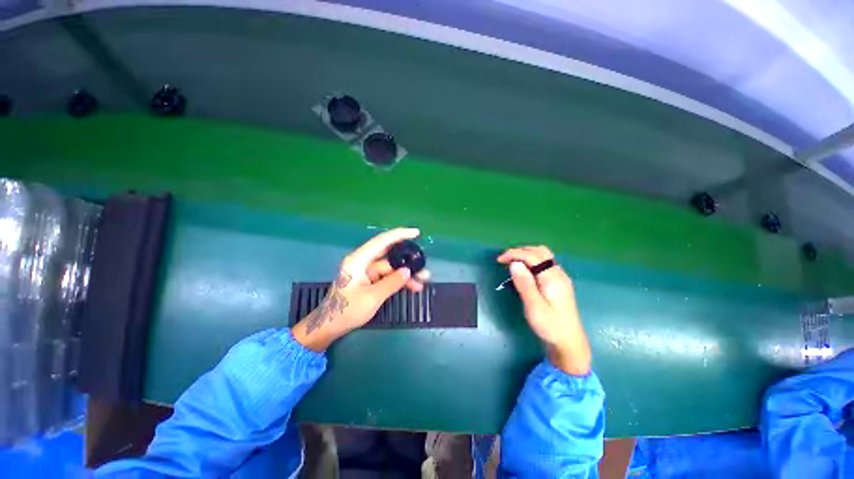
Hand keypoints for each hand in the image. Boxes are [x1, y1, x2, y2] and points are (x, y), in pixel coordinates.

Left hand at [293, 228, 430, 350]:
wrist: (329, 327)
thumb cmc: (346, 311)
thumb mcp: (372, 298)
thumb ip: (391, 283)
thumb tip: (408, 271)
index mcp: (359, 260)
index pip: (382, 241)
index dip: (400, 234)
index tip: (416, 233)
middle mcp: (363, 262)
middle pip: (389, 256)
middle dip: (407, 260)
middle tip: (424, 267)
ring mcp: (367, 272)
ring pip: (391, 268)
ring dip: (406, 274)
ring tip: (423, 281)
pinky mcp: (369, 281)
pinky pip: (388, 277)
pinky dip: (399, 281)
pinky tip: (412, 287)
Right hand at [497, 246, 591, 374]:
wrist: (568, 342)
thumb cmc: (549, 325)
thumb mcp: (533, 306)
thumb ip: (524, 283)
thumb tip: (514, 263)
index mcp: (552, 278)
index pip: (532, 256)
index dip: (514, 254)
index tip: (499, 260)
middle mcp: (558, 273)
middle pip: (540, 251)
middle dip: (520, 251)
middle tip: (505, 260)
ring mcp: (560, 277)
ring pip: (543, 256)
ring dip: (526, 254)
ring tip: (512, 263)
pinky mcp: (558, 282)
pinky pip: (544, 263)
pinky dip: (532, 260)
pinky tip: (525, 270)